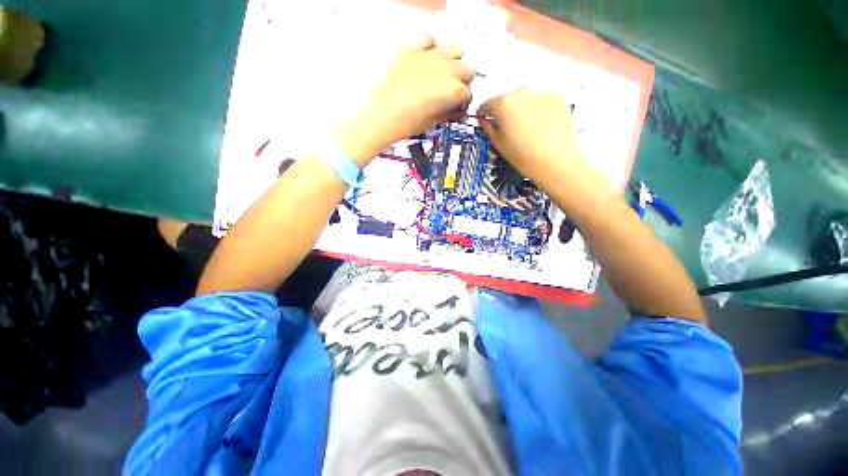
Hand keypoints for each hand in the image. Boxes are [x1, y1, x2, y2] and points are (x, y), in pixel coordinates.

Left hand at [336, 36, 473, 163]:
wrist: (381, 116)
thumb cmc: (406, 124)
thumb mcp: (433, 123)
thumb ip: (448, 113)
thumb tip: (455, 109)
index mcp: (452, 91)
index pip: (468, 92)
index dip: (464, 102)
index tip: (458, 108)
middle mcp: (445, 70)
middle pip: (467, 68)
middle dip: (463, 81)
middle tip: (452, 92)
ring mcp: (428, 56)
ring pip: (454, 49)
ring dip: (452, 62)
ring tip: (442, 74)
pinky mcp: (411, 50)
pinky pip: (428, 40)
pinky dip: (430, 49)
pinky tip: (425, 61)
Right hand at [477, 90, 592, 192]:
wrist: (556, 161)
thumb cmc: (522, 156)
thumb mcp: (498, 145)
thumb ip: (489, 129)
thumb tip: (485, 121)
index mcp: (502, 105)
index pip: (487, 104)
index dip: (483, 113)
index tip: (483, 120)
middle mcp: (520, 93)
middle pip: (507, 99)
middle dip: (503, 110)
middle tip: (505, 126)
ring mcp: (541, 93)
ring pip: (524, 99)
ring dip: (520, 108)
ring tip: (524, 126)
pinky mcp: (558, 97)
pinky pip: (541, 101)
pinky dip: (537, 109)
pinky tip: (539, 125)